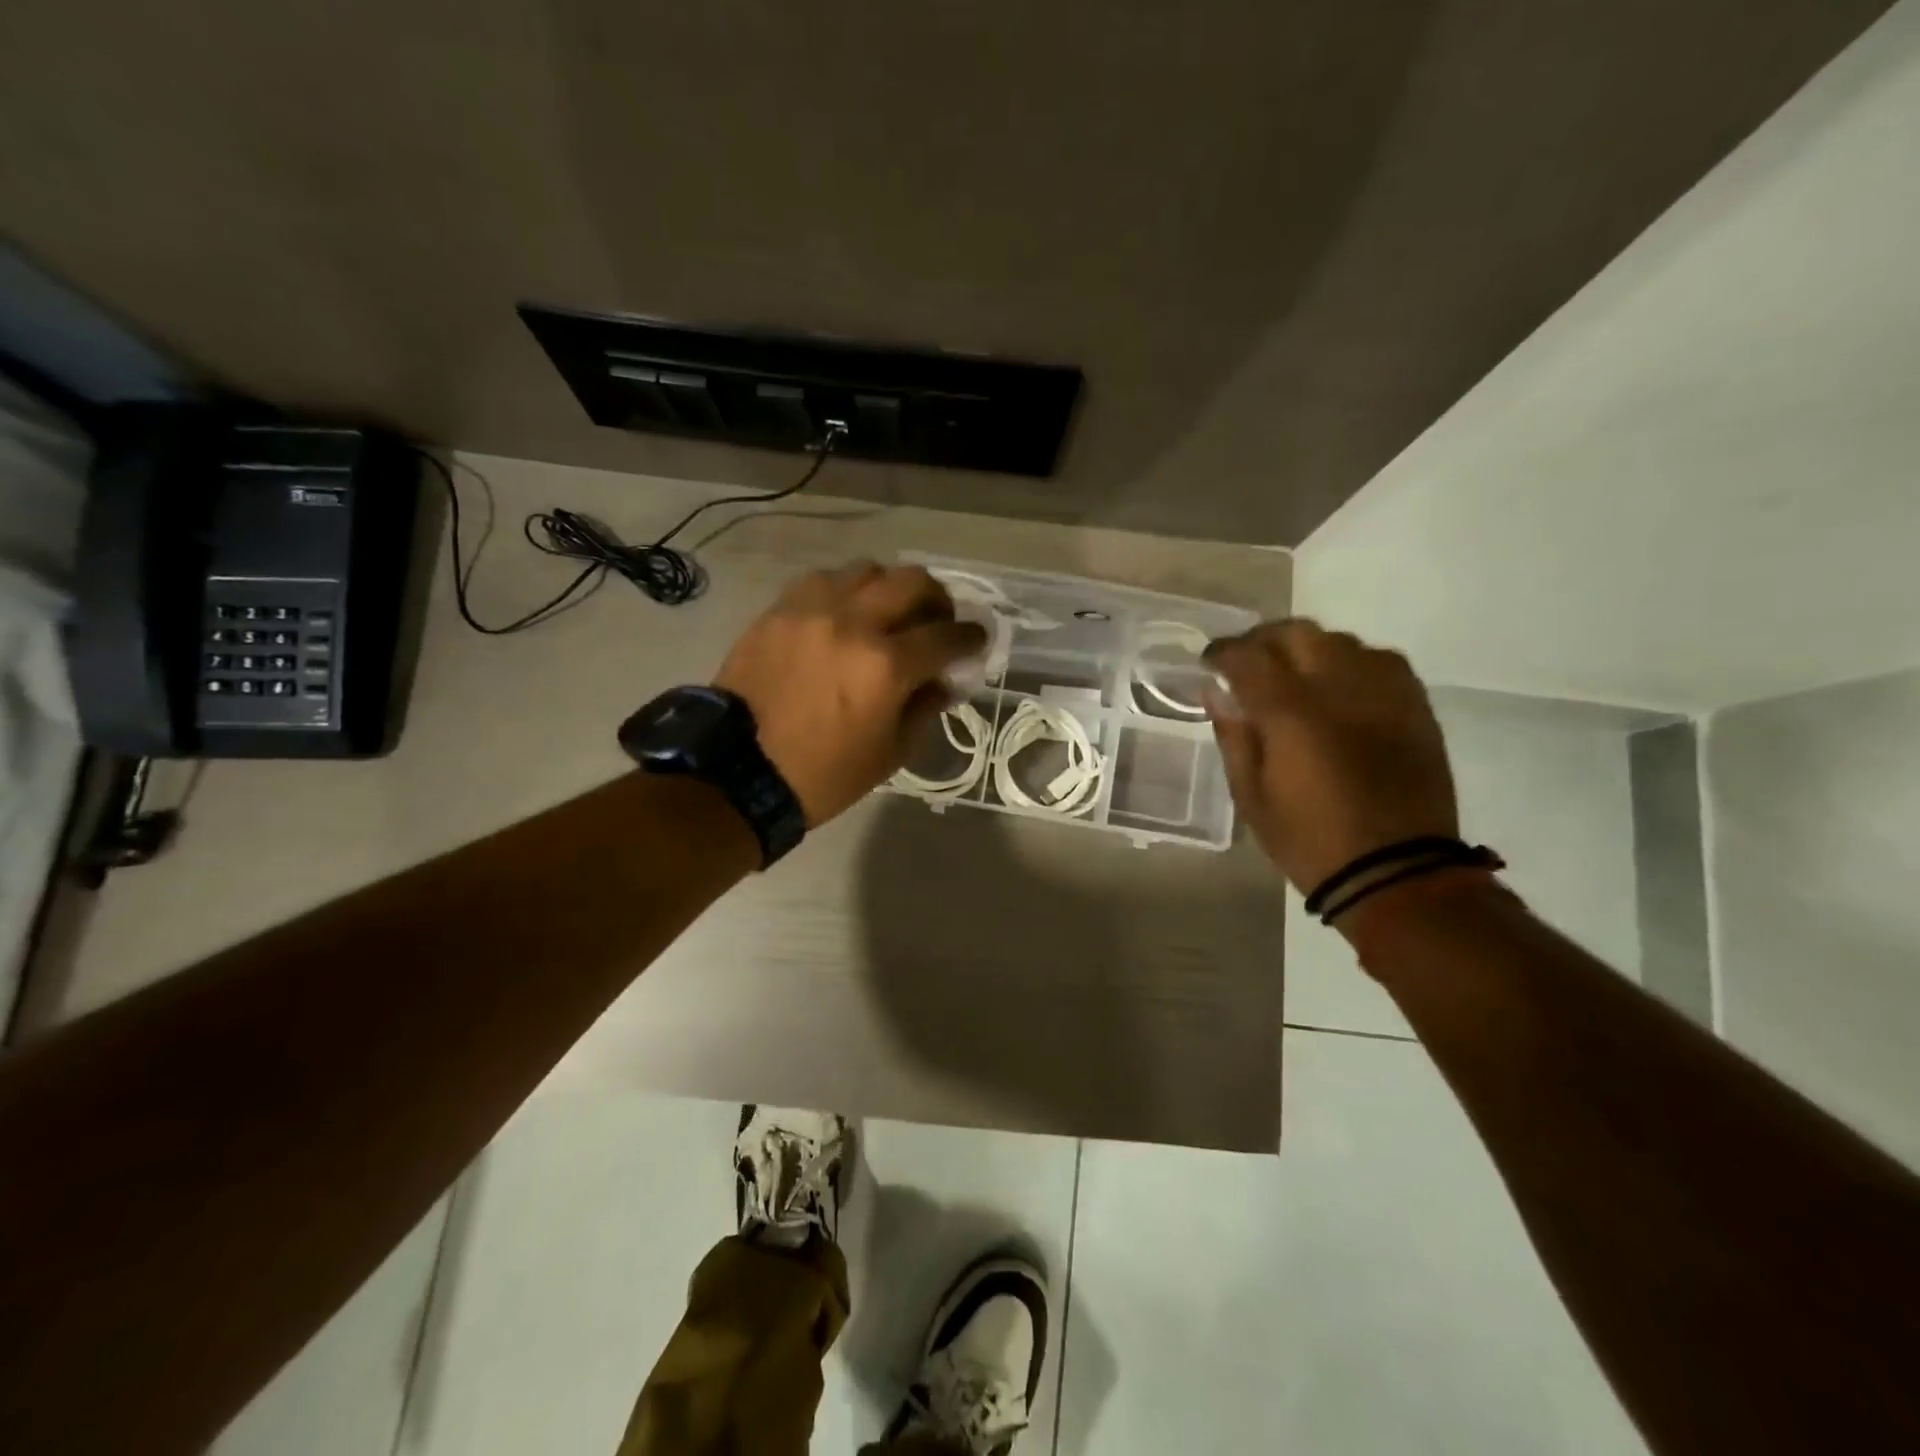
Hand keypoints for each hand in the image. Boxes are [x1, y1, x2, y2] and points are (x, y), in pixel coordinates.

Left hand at [715, 562, 987, 825]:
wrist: (739, 771)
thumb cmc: (824, 774)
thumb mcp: (890, 752)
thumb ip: (924, 706)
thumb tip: (944, 680)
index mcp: (886, 666)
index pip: (947, 636)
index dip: (971, 636)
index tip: (976, 639)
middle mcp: (854, 623)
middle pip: (913, 582)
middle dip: (937, 599)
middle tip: (937, 620)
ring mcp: (812, 610)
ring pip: (868, 571)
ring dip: (890, 588)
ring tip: (888, 612)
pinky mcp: (780, 610)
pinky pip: (824, 581)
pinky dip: (846, 591)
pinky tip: (844, 614)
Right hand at [1204, 620, 1457, 894]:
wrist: (1397, 872)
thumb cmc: (1310, 840)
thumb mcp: (1251, 796)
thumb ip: (1233, 736)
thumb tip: (1216, 693)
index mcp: (1291, 713)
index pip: (1248, 657)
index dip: (1222, 652)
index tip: (1209, 662)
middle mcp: (1339, 687)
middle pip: (1296, 633)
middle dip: (1264, 640)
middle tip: (1247, 662)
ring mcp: (1383, 692)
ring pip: (1339, 641)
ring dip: (1307, 649)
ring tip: (1293, 673)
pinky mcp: (1416, 705)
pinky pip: (1380, 660)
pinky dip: (1350, 663)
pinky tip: (1339, 687)